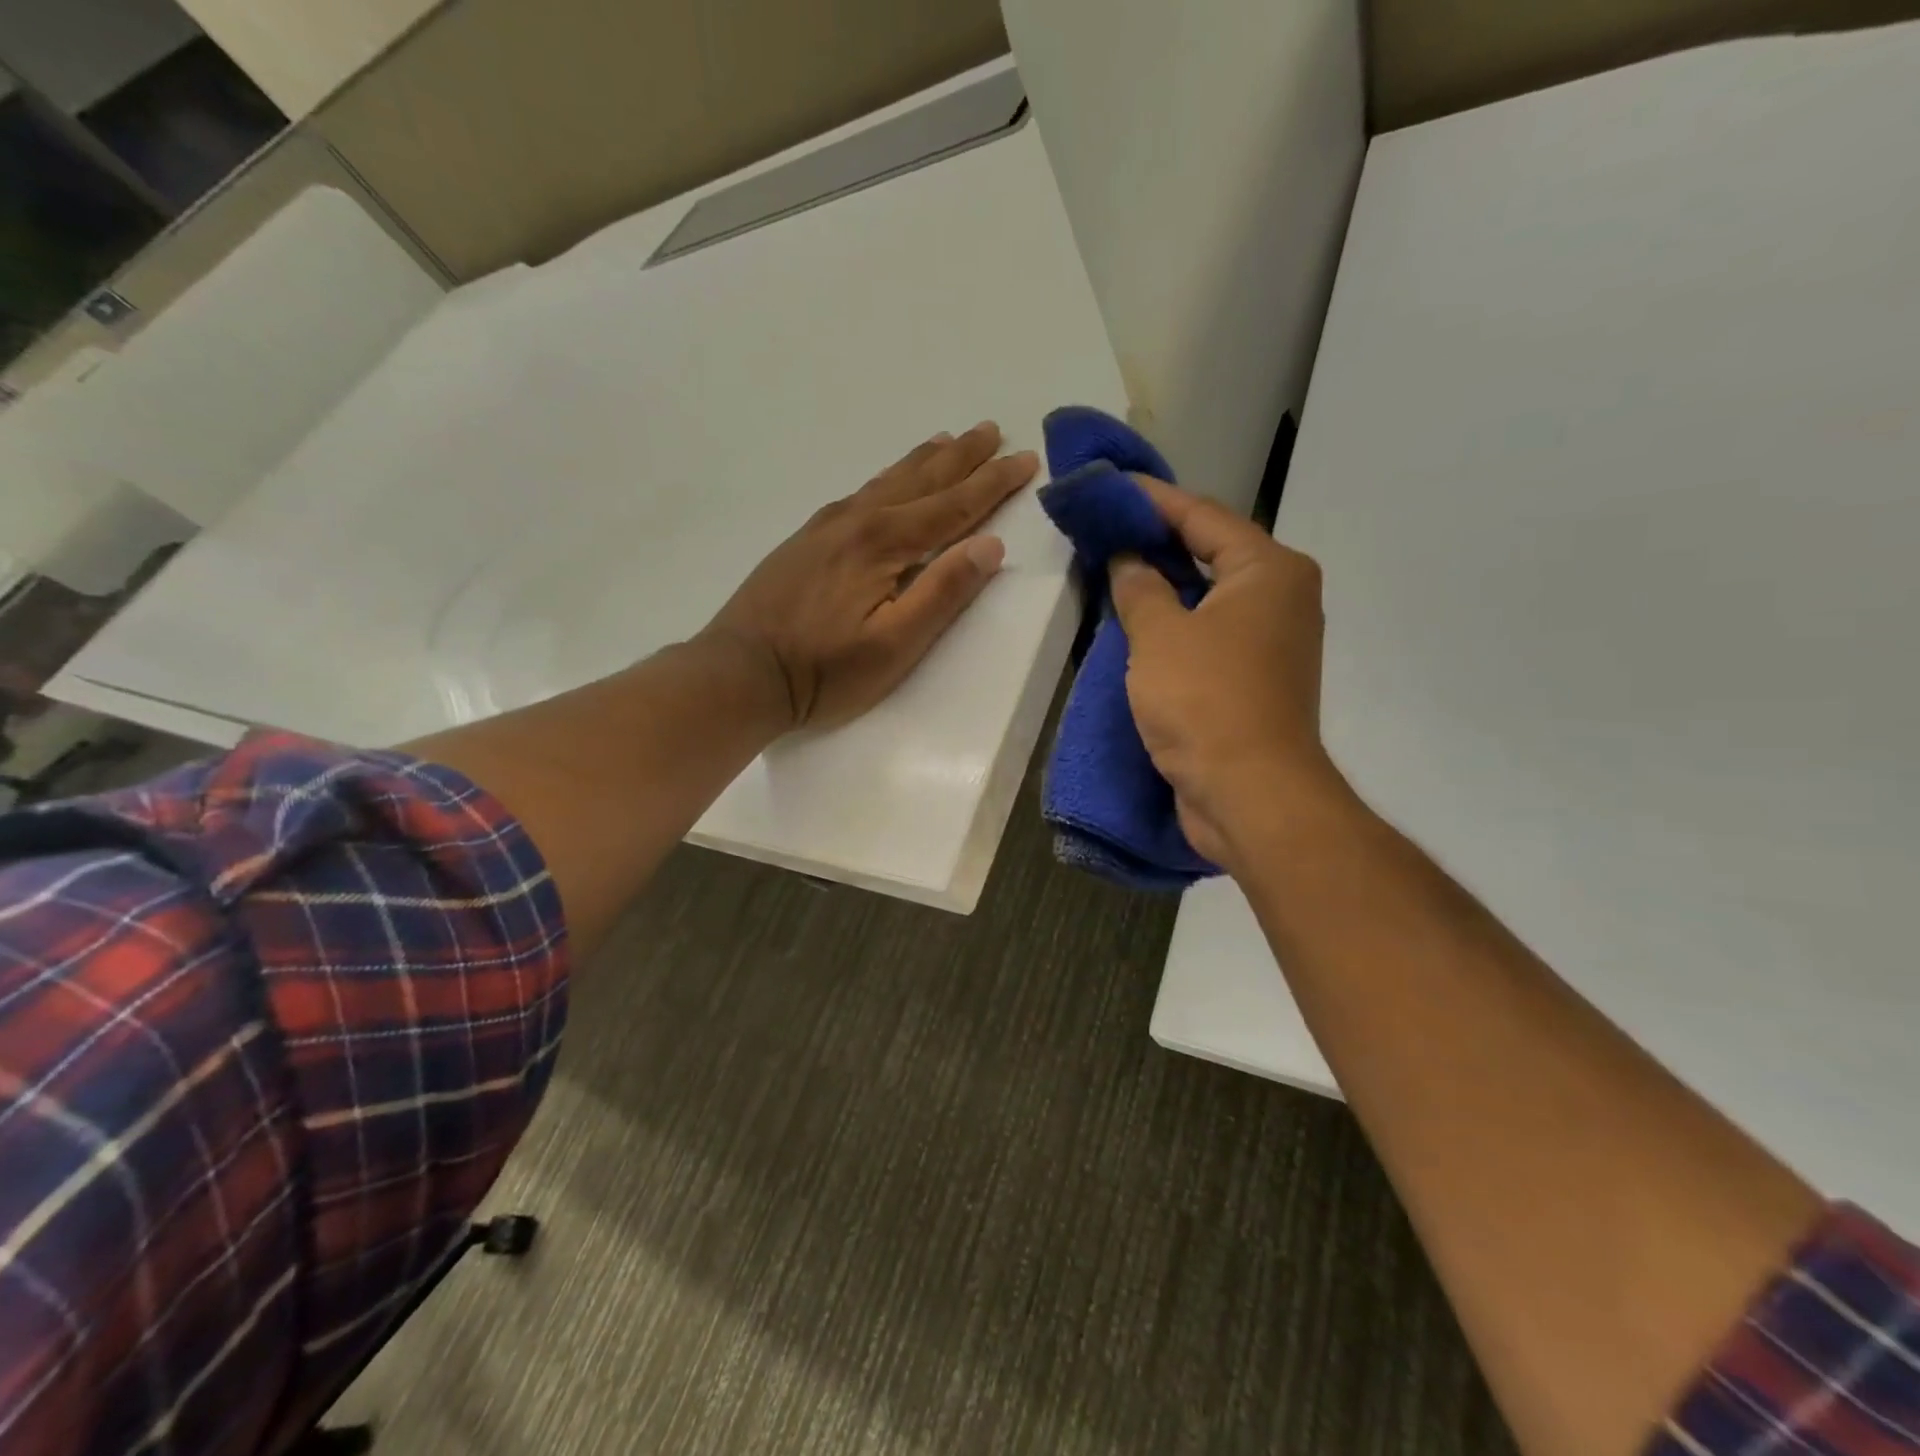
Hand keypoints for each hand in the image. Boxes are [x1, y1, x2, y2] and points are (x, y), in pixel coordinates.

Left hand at [702, 422, 1038, 731]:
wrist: (740, 672)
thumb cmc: (823, 670)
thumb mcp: (894, 645)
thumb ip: (942, 594)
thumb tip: (990, 546)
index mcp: (884, 542)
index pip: (952, 505)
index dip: (992, 483)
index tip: (1025, 458)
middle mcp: (857, 521)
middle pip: (920, 480)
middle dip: (961, 456)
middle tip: (991, 429)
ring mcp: (826, 527)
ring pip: (886, 481)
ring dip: (923, 460)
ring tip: (947, 440)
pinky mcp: (805, 541)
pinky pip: (860, 493)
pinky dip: (887, 478)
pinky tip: (886, 483)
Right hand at [1108, 477, 1338, 868]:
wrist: (1249, 794)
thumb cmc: (1206, 701)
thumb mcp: (1159, 636)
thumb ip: (1139, 588)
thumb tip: (1127, 560)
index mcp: (1269, 571)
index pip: (1203, 516)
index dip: (1153, 500)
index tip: (1110, 486)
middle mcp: (1282, 597)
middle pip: (1212, 553)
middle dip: (1158, 541)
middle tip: (1106, 528)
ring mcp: (1273, 642)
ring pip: (1210, 597)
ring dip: (1165, 585)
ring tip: (1114, 569)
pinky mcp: (1256, 680)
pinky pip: (1210, 633)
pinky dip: (1177, 623)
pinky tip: (1139, 623)